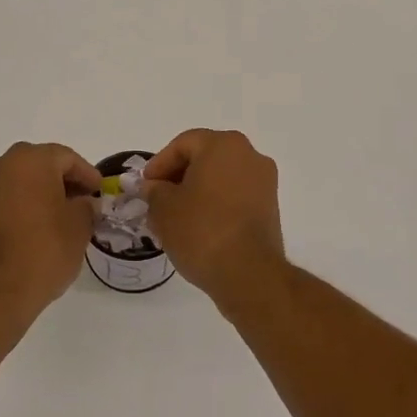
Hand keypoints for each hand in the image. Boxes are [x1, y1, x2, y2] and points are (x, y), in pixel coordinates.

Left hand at [0, 142, 100, 320]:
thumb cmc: (44, 251)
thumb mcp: (79, 226)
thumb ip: (86, 205)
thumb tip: (84, 202)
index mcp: (30, 160)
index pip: (67, 158)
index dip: (88, 175)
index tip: (100, 192)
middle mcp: (2, 164)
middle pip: (42, 163)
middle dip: (64, 180)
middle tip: (84, 201)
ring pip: (22, 179)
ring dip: (43, 191)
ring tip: (64, 215)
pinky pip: (7, 195)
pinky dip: (25, 202)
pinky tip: (41, 224)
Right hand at [140, 129, 286, 302]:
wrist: (248, 273)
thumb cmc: (201, 230)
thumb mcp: (164, 208)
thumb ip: (154, 191)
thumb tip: (154, 187)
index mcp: (223, 145)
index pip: (183, 144)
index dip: (159, 164)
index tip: (145, 186)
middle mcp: (250, 155)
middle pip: (205, 157)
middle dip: (178, 176)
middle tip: (157, 199)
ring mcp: (264, 182)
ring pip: (221, 177)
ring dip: (197, 191)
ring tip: (176, 216)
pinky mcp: (270, 207)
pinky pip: (236, 195)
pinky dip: (216, 204)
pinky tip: (199, 226)